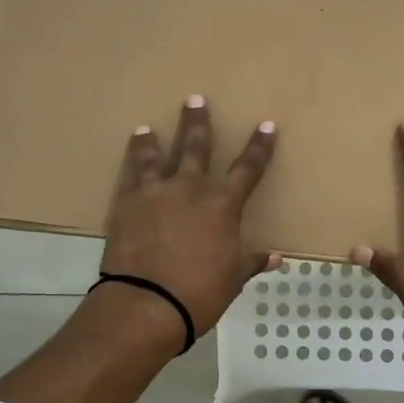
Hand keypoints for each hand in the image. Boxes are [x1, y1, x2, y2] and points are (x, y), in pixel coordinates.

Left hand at [100, 96, 279, 338]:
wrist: (147, 303)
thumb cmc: (199, 294)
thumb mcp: (232, 279)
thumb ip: (251, 262)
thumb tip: (276, 258)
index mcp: (222, 207)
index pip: (247, 170)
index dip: (259, 148)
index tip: (266, 125)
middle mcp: (190, 190)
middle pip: (196, 148)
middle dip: (198, 123)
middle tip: (195, 99)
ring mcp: (156, 193)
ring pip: (157, 156)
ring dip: (154, 140)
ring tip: (148, 128)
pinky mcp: (127, 203)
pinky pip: (131, 174)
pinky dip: (133, 160)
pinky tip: (132, 151)